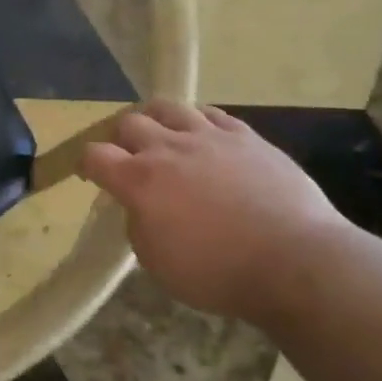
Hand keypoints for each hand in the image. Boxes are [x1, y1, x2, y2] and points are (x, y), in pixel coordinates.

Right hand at [81, 102, 349, 318]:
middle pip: (128, 123)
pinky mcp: (245, 136)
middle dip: (121, 139)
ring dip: (157, 120)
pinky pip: (211, 114)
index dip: (86, 163)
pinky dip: (198, 122)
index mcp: (139, 181)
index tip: (92, 175)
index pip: (94, 155)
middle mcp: (167, 148)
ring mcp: (208, 137)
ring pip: (168, 107)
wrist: (295, 261)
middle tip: (129, 158)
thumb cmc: (218, 272)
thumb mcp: (157, 263)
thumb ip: (139, 225)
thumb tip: (141, 207)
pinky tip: (204, 137)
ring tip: (164, 137)